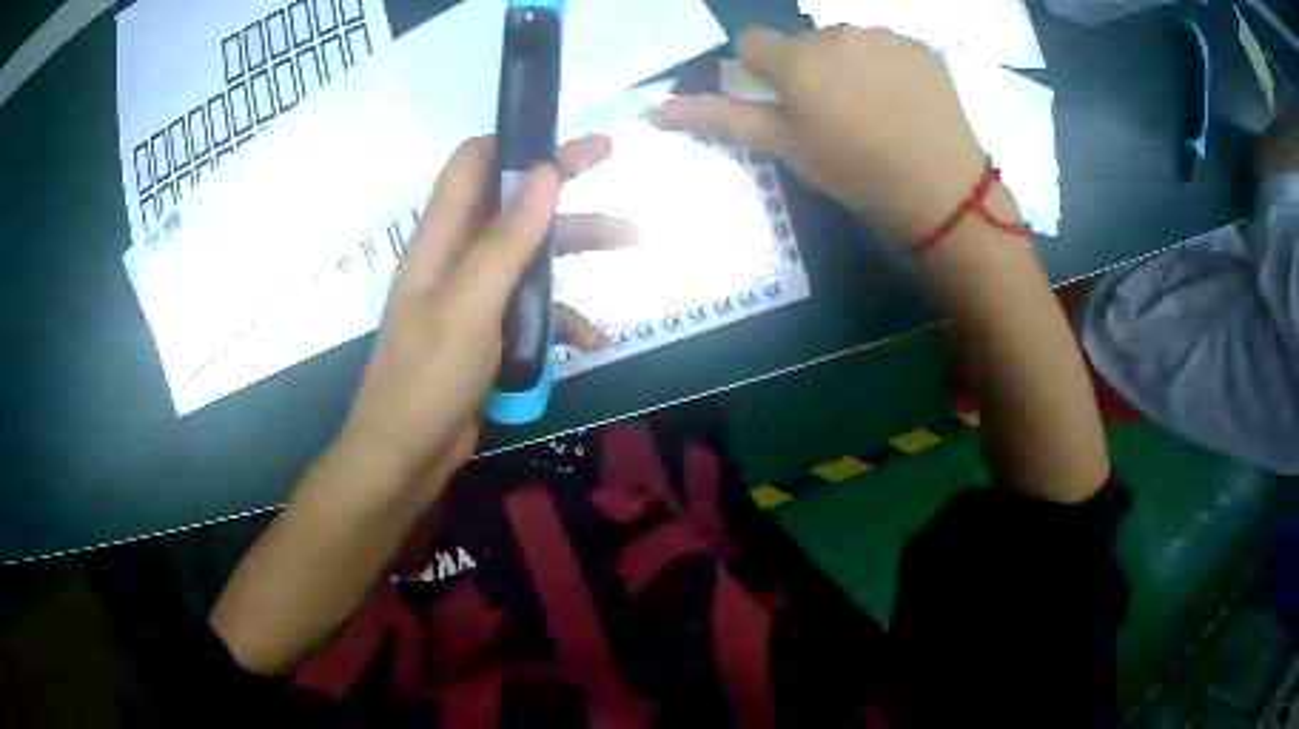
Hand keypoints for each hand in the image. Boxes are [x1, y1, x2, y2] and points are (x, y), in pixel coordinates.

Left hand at [338, 135, 629, 487]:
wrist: (406, 456)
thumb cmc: (428, 377)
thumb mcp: (471, 303)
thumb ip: (507, 238)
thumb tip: (544, 172)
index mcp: (442, 238)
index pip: (472, 164)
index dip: (513, 142)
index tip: (561, 137)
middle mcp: (458, 257)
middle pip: (511, 201)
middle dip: (560, 181)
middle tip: (611, 158)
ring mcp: (475, 296)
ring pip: (531, 253)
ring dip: (577, 246)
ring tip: (635, 240)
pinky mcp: (490, 333)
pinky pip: (533, 309)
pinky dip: (564, 318)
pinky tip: (594, 339)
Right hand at [654, 26, 986, 241]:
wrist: (940, 188)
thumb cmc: (854, 172)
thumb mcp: (786, 149)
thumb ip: (723, 119)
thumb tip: (655, 108)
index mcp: (795, 59)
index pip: (752, 41)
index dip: (761, 70)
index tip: (783, 99)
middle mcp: (834, 33)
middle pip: (805, 43)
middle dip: (811, 68)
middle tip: (837, 115)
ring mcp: (882, 35)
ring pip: (849, 42)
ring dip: (851, 65)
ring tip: (877, 110)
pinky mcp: (918, 46)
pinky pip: (888, 47)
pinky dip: (888, 67)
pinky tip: (905, 102)